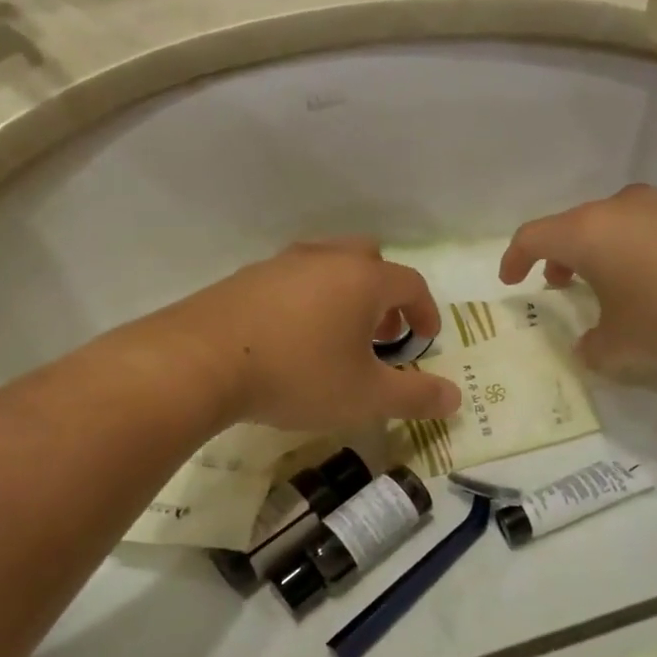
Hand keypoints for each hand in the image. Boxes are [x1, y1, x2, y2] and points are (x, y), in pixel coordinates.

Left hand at [165, 239, 462, 430]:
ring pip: (328, 265)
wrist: (199, 362)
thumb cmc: (298, 375)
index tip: (426, 339)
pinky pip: (292, 279)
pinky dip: (308, 300)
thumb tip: (456, 397)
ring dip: (345, 294)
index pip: (411, 283)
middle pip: (369, 260)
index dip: (426, 311)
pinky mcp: (245, 278)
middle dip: (385, 294)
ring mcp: (280, 264)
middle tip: (383, 332)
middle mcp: (324, 259)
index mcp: (362, 279)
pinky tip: (292, 338)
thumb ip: (415, 396)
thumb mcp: (366, 397)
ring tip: (339, 336)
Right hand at [499, 186, 656, 372]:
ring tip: (609, 285)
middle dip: (560, 257)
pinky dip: (636, 250)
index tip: (511, 279)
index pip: (532, 237)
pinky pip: (649, 228)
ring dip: (600, 253)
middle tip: (560, 284)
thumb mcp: (622, 343)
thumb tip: (588, 350)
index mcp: (585, 232)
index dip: (515, 258)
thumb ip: (594, 348)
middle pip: (573, 226)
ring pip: (613, 225)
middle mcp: (617, 208)